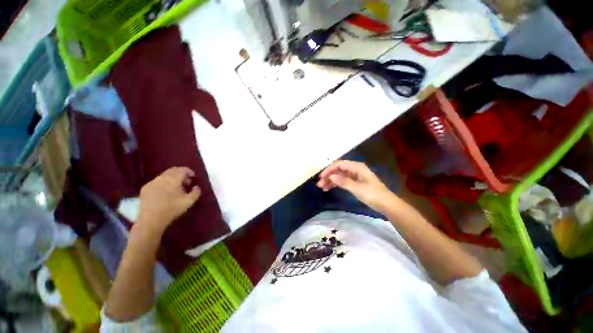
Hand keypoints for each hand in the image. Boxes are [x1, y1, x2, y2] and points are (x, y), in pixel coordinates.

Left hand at [136, 167, 200, 234]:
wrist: (150, 220)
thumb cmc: (172, 209)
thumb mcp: (189, 202)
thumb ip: (196, 193)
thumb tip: (197, 187)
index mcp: (173, 180)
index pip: (182, 170)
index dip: (189, 171)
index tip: (193, 176)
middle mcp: (162, 178)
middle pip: (172, 170)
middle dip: (181, 173)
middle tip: (186, 181)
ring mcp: (152, 182)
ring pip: (164, 175)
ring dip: (172, 178)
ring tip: (177, 187)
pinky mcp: (145, 188)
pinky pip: (157, 181)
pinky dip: (164, 182)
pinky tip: (166, 191)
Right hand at [317, 160, 394, 211]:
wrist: (386, 204)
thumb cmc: (373, 195)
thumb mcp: (357, 188)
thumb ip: (343, 181)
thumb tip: (330, 176)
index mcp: (357, 167)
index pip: (339, 164)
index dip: (329, 170)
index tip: (321, 177)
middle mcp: (355, 169)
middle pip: (338, 169)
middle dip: (328, 175)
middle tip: (319, 184)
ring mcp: (354, 175)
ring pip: (339, 175)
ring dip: (330, 180)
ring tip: (322, 188)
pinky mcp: (355, 182)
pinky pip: (342, 180)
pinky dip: (336, 183)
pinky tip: (329, 188)